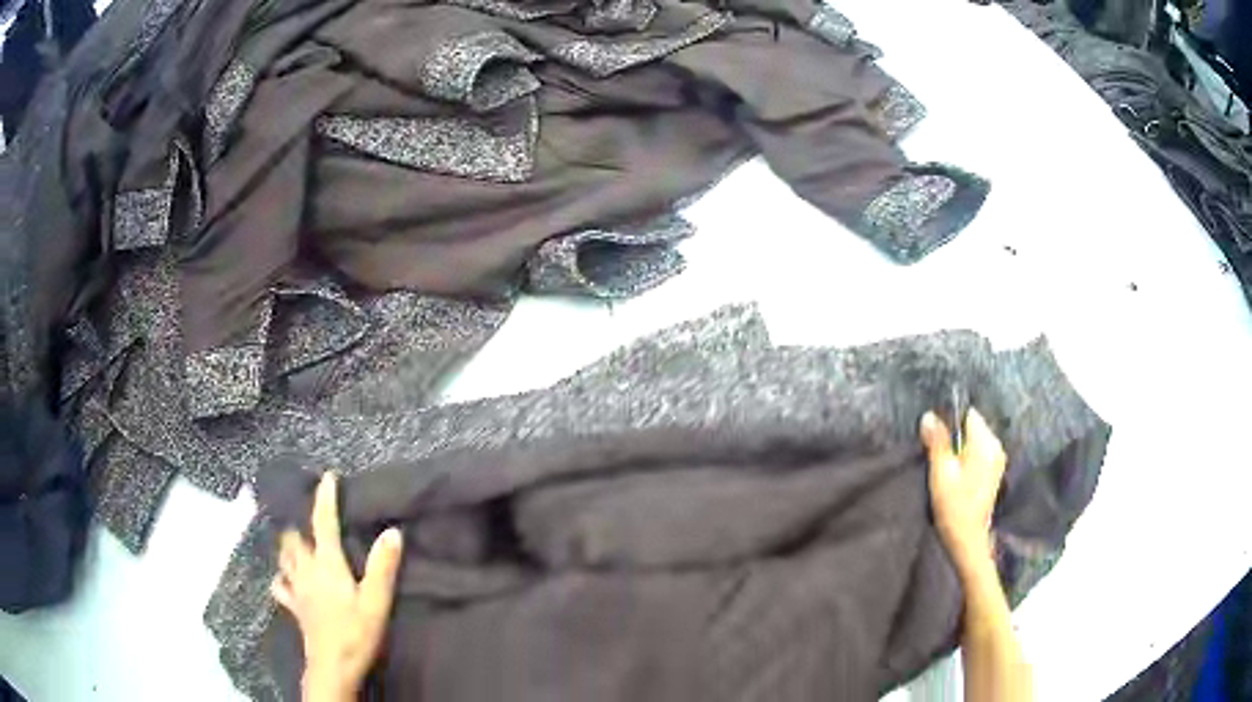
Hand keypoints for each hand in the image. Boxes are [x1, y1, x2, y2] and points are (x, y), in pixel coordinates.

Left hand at [272, 473, 403, 701]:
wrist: (332, 667)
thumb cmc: (356, 632)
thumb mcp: (376, 601)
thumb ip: (383, 567)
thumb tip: (392, 531)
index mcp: (327, 564)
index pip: (324, 523)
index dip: (325, 498)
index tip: (328, 477)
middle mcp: (306, 570)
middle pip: (294, 538)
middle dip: (300, 524)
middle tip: (308, 517)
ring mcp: (297, 589)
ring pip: (284, 558)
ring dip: (288, 546)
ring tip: (293, 541)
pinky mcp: (294, 607)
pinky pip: (280, 586)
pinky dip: (281, 578)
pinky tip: (284, 580)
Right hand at [920, 408, 1006, 576]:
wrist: (968, 540)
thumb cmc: (954, 507)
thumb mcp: (941, 473)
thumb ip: (937, 442)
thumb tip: (929, 415)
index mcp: (986, 442)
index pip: (967, 415)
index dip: (949, 422)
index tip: (936, 439)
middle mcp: (996, 446)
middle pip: (972, 427)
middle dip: (955, 437)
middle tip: (938, 458)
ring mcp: (997, 460)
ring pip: (974, 441)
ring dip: (960, 450)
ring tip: (946, 469)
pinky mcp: (994, 472)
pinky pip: (978, 454)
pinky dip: (967, 460)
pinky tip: (957, 477)